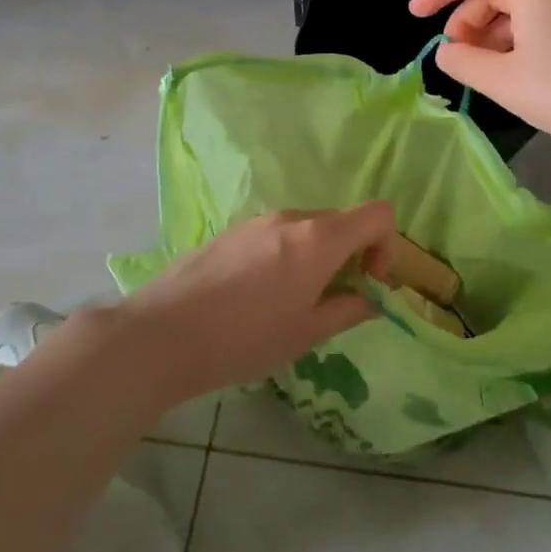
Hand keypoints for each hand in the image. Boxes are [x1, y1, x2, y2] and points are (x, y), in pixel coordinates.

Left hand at [124, 204, 394, 402]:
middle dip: (353, 254)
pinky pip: (278, 233)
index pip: (379, 213)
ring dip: (319, 255)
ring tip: (295, 300)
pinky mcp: (233, 230)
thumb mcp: (306, 333)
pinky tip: (261, 293)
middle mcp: (293, 217)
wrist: (163, 332)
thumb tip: (369, 301)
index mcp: (319, 238)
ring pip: (309, 227)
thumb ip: (348, 310)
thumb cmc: (245, 337)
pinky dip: (289, 254)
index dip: (387, 244)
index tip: (370, 280)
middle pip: (343, 220)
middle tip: (337, 297)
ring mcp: (260, 220)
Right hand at [409, 0, 550, 155]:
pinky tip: (514, 75)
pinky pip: (536, 24)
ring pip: (514, 8)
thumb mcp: (503, 81)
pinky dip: (513, 42)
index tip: (414, 17)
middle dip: (464, 18)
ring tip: (484, 72)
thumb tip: (447, 51)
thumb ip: (463, 62)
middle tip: (457, 57)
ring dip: (489, 34)